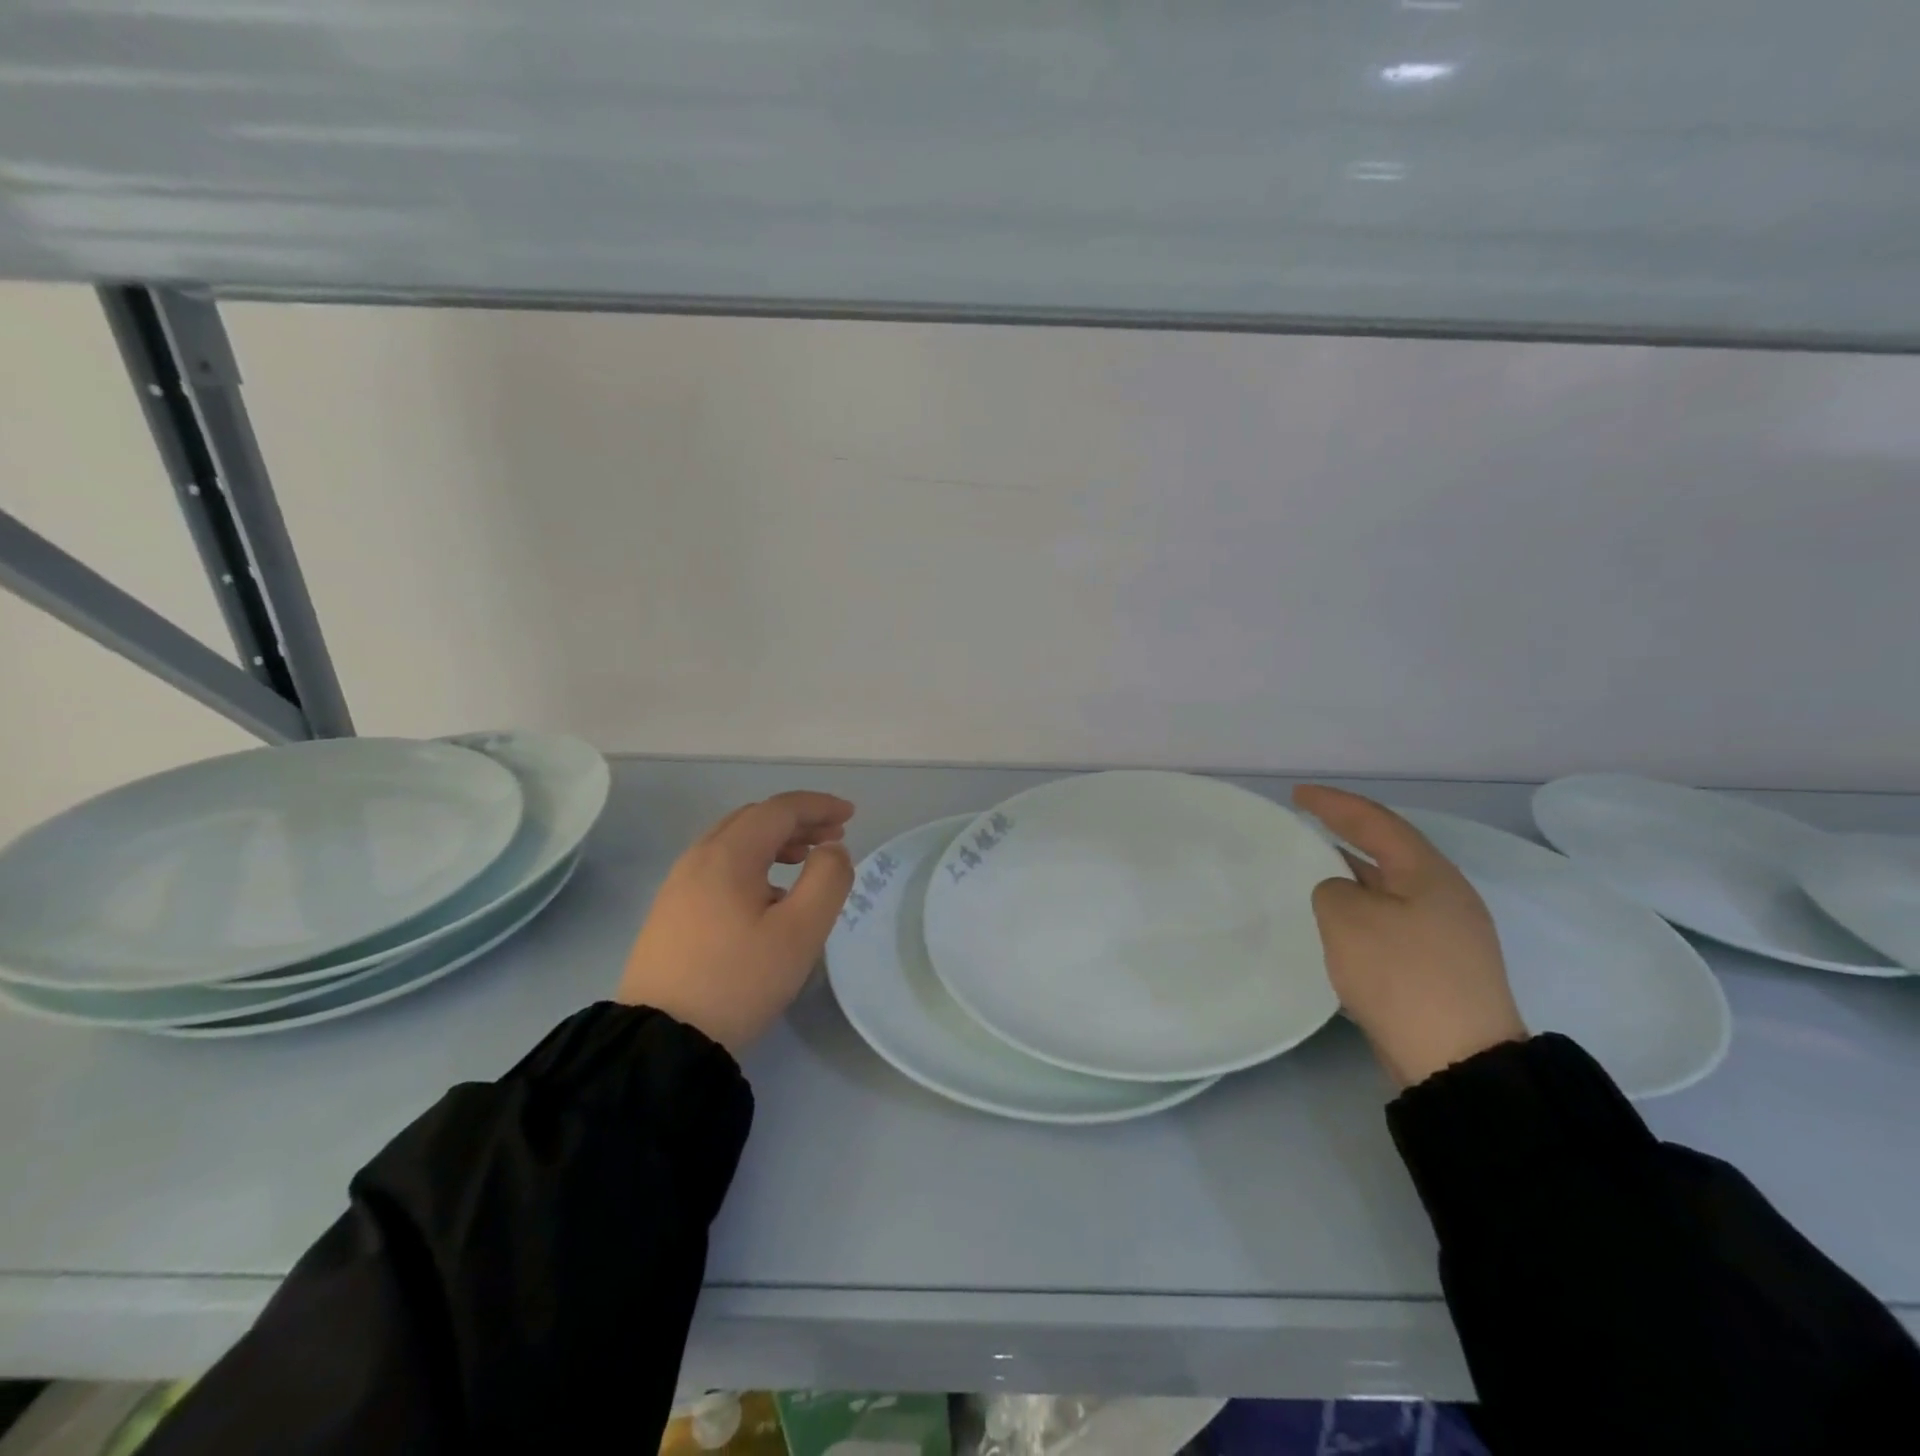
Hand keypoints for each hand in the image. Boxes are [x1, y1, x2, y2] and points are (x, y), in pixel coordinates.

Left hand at [617, 791, 855, 1055]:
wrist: (661, 1040)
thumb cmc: (739, 980)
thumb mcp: (800, 932)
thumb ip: (827, 880)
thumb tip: (832, 850)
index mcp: (728, 854)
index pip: (780, 809)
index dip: (819, 806)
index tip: (851, 815)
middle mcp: (698, 857)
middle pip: (754, 819)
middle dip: (798, 820)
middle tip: (834, 836)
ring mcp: (678, 885)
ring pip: (734, 842)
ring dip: (775, 840)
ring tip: (805, 858)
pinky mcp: (671, 911)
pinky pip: (719, 866)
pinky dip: (753, 862)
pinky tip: (768, 893)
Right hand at [1293, 785, 1525, 1087]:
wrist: (1458, 1060)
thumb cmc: (1401, 974)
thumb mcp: (1346, 918)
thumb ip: (1332, 890)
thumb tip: (1343, 896)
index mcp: (1428, 873)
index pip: (1374, 822)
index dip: (1333, 804)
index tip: (1297, 795)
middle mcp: (1445, 895)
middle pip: (1389, 850)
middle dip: (1348, 832)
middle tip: (1309, 823)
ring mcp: (1448, 933)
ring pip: (1390, 886)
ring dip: (1354, 871)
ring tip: (1317, 866)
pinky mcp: (1441, 965)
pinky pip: (1393, 917)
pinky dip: (1362, 906)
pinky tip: (1340, 919)